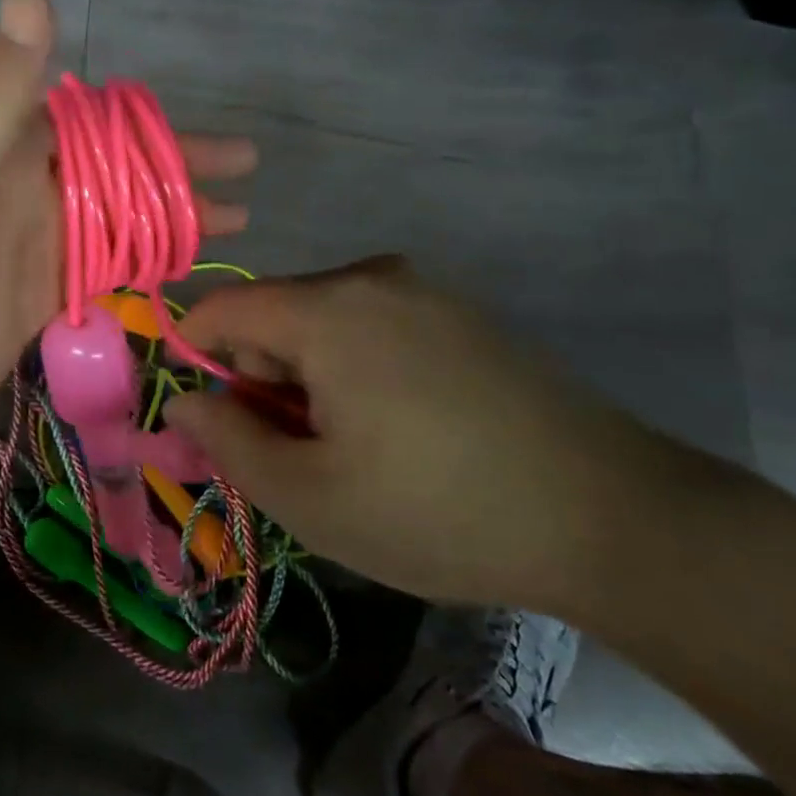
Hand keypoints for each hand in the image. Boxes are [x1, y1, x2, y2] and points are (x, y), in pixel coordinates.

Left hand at [0, 0, 254, 496]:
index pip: (86, 117)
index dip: (147, 121)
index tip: (208, 131)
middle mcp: (16, 189)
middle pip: (113, 165)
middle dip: (176, 165)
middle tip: (248, 170)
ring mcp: (29, 245)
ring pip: (116, 214)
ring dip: (170, 211)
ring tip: (237, 217)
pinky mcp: (36, 295)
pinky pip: (102, 262)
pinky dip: (144, 256)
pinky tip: (184, 261)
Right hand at [163, 257, 682, 611]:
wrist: (613, 516)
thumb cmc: (439, 511)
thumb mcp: (310, 496)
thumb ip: (227, 441)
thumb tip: (183, 403)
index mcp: (326, 310)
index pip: (222, 306)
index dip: (196, 355)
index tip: (213, 418)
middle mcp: (370, 279)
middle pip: (274, 313)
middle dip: (262, 376)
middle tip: (299, 452)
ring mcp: (423, 290)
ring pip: (323, 319)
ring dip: (310, 375)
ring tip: (355, 446)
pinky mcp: (460, 312)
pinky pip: (372, 323)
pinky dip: (356, 365)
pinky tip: (402, 426)